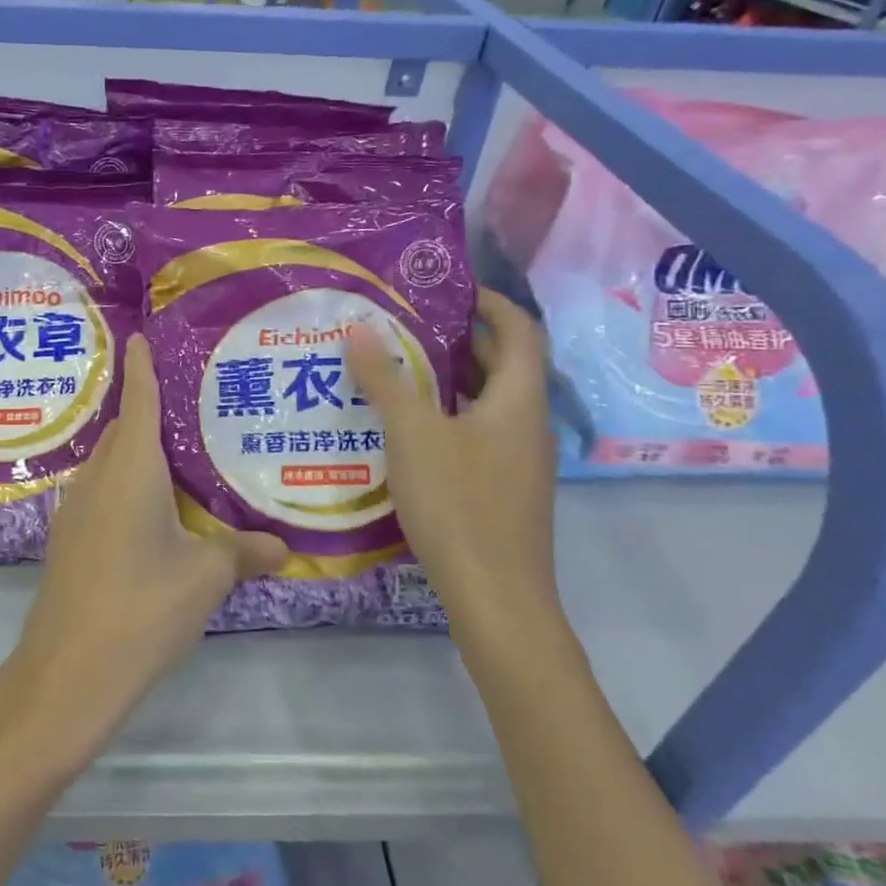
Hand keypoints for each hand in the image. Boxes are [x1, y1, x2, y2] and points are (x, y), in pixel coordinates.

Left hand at [6, 335, 288, 757]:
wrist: (68, 672)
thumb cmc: (142, 608)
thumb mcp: (205, 578)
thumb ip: (243, 553)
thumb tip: (283, 547)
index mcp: (130, 469)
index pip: (138, 401)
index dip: (142, 367)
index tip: (141, 337)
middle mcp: (98, 479)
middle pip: (123, 430)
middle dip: (147, 411)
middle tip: (190, 406)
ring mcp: (76, 511)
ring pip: (109, 463)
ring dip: (136, 452)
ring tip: (178, 457)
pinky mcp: (69, 542)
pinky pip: (101, 493)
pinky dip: (125, 486)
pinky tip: (152, 513)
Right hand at [348, 289, 559, 639]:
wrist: (495, 597)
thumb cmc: (458, 503)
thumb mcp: (412, 434)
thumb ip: (385, 380)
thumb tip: (360, 327)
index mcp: (518, 400)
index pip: (518, 329)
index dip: (488, 301)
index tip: (445, 287)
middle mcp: (526, 423)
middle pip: (502, 364)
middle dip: (458, 337)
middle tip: (404, 323)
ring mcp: (518, 459)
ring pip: (486, 401)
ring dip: (448, 379)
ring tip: (396, 367)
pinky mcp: (503, 488)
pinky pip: (477, 432)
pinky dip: (447, 415)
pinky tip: (406, 428)